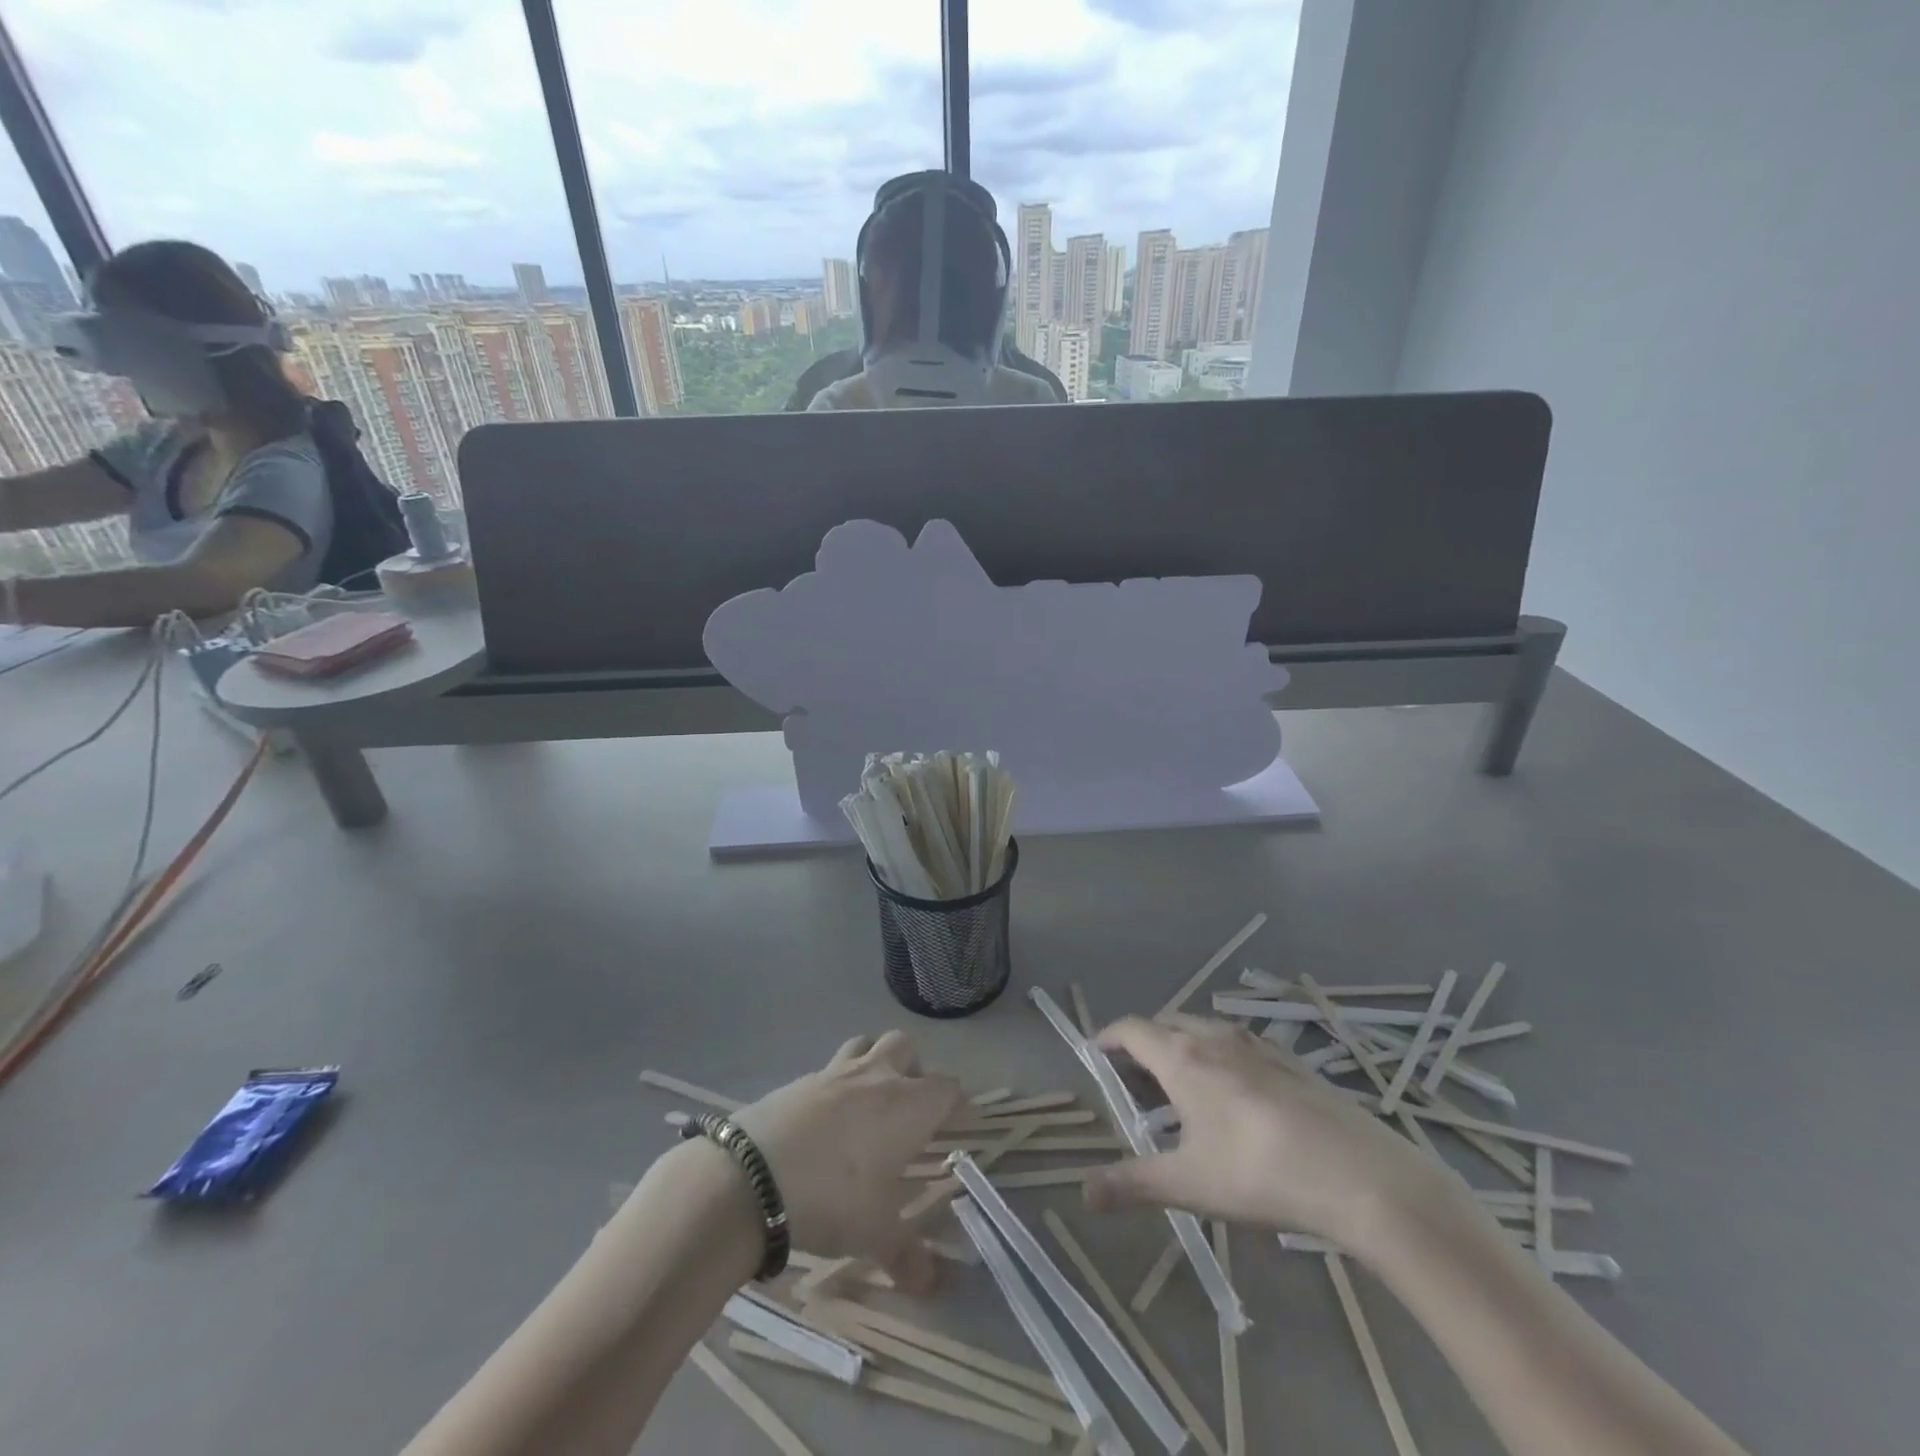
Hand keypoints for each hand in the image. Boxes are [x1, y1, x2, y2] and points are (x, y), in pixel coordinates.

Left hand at [733, 1031, 960, 1291]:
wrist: (750, 1177)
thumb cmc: (832, 1197)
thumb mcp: (873, 1233)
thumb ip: (906, 1255)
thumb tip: (932, 1284)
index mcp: (906, 1105)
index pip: (947, 1088)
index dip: (956, 1104)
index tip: (959, 1123)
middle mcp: (875, 1077)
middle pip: (904, 1047)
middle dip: (914, 1069)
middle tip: (909, 1108)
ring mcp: (833, 1073)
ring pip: (864, 1045)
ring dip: (872, 1063)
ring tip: (868, 1103)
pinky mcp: (797, 1081)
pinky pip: (827, 1071)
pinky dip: (834, 1087)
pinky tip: (824, 1123)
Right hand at [1083, 1016, 1453, 1250]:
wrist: (1361, 1175)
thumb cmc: (1259, 1173)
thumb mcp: (1189, 1184)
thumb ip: (1133, 1184)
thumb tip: (1083, 1193)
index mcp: (1182, 1056)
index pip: (1131, 1029)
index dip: (1108, 1037)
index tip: (1095, 1054)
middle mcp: (1215, 1037)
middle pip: (1165, 1024)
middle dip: (1143, 1045)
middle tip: (1135, 1083)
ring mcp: (1257, 1044)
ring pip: (1204, 1030)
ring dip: (1182, 1047)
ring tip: (1181, 1090)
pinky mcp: (1291, 1060)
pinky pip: (1239, 1044)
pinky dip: (1219, 1056)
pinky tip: (1236, 1097)